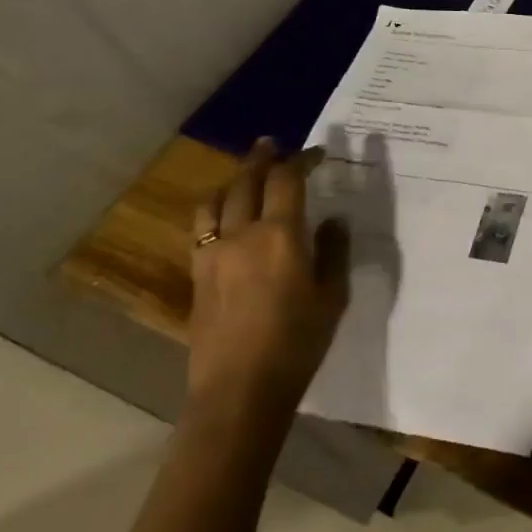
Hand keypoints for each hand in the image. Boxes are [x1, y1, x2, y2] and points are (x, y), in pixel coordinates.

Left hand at [187, 139, 349, 423]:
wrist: (241, 386)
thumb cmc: (299, 340)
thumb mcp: (333, 295)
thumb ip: (333, 251)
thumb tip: (332, 221)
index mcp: (281, 236)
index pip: (288, 181)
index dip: (302, 160)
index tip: (318, 152)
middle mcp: (242, 234)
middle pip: (246, 182)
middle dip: (262, 159)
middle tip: (273, 144)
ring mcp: (213, 253)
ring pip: (216, 201)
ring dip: (233, 180)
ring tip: (246, 176)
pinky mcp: (198, 274)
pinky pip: (202, 226)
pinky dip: (215, 208)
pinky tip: (224, 216)